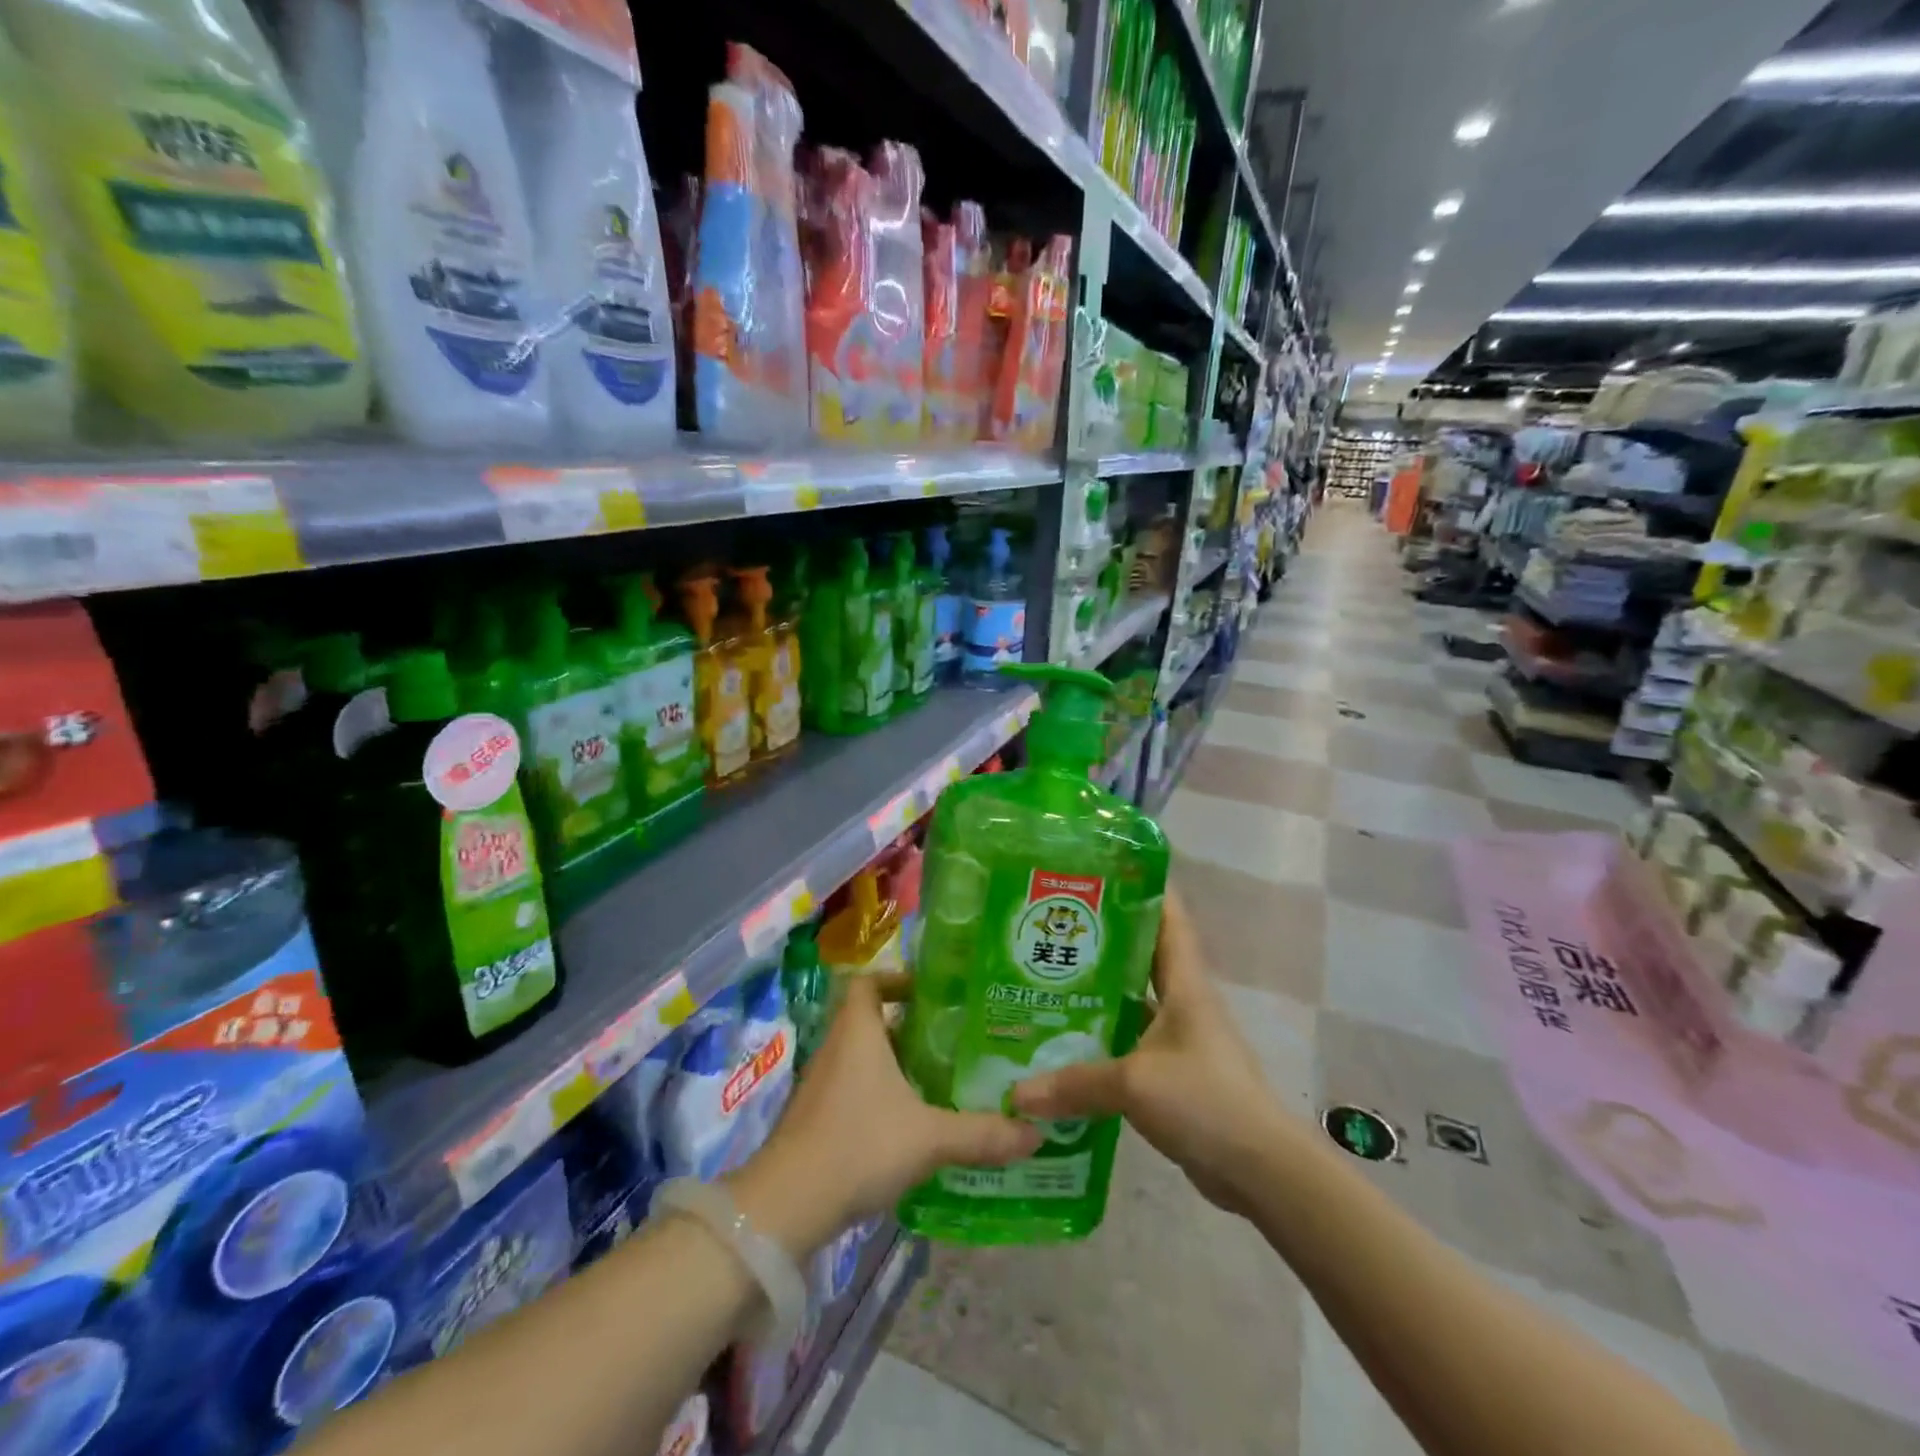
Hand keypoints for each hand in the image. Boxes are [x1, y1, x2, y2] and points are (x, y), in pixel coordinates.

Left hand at [729, 974, 1040, 1257]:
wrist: (787, 1205)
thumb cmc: (858, 1145)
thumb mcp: (929, 1138)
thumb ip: (981, 1134)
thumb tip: (1035, 1133)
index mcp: (858, 1031)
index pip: (869, 982)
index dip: (897, 979)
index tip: (932, 995)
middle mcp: (837, 1047)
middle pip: (871, 1019)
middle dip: (910, 1027)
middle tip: (953, 1040)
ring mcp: (822, 1084)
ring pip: (864, 1058)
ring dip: (897, 1064)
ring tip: (941, 1079)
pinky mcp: (817, 1119)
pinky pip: (855, 1090)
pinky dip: (881, 1095)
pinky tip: (912, 1124)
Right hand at [1011, 889, 1282, 1214]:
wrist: (1260, 1171)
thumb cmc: (1205, 1100)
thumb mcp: (1134, 1084)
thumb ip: (1074, 1083)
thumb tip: (1015, 1093)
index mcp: (1184, 982)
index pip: (1169, 916)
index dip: (1144, 885)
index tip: (1103, 865)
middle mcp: (1182, 1000)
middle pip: (1141, 954)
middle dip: (1101, 937)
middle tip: (1050, 923)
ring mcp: (1178, 1037)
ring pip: (1131, 1000)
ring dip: (1096, 992)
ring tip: (1043, 979)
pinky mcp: (1172, 1072)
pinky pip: (1128, 1042)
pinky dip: (1100, 1039)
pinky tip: (1063, 1043)